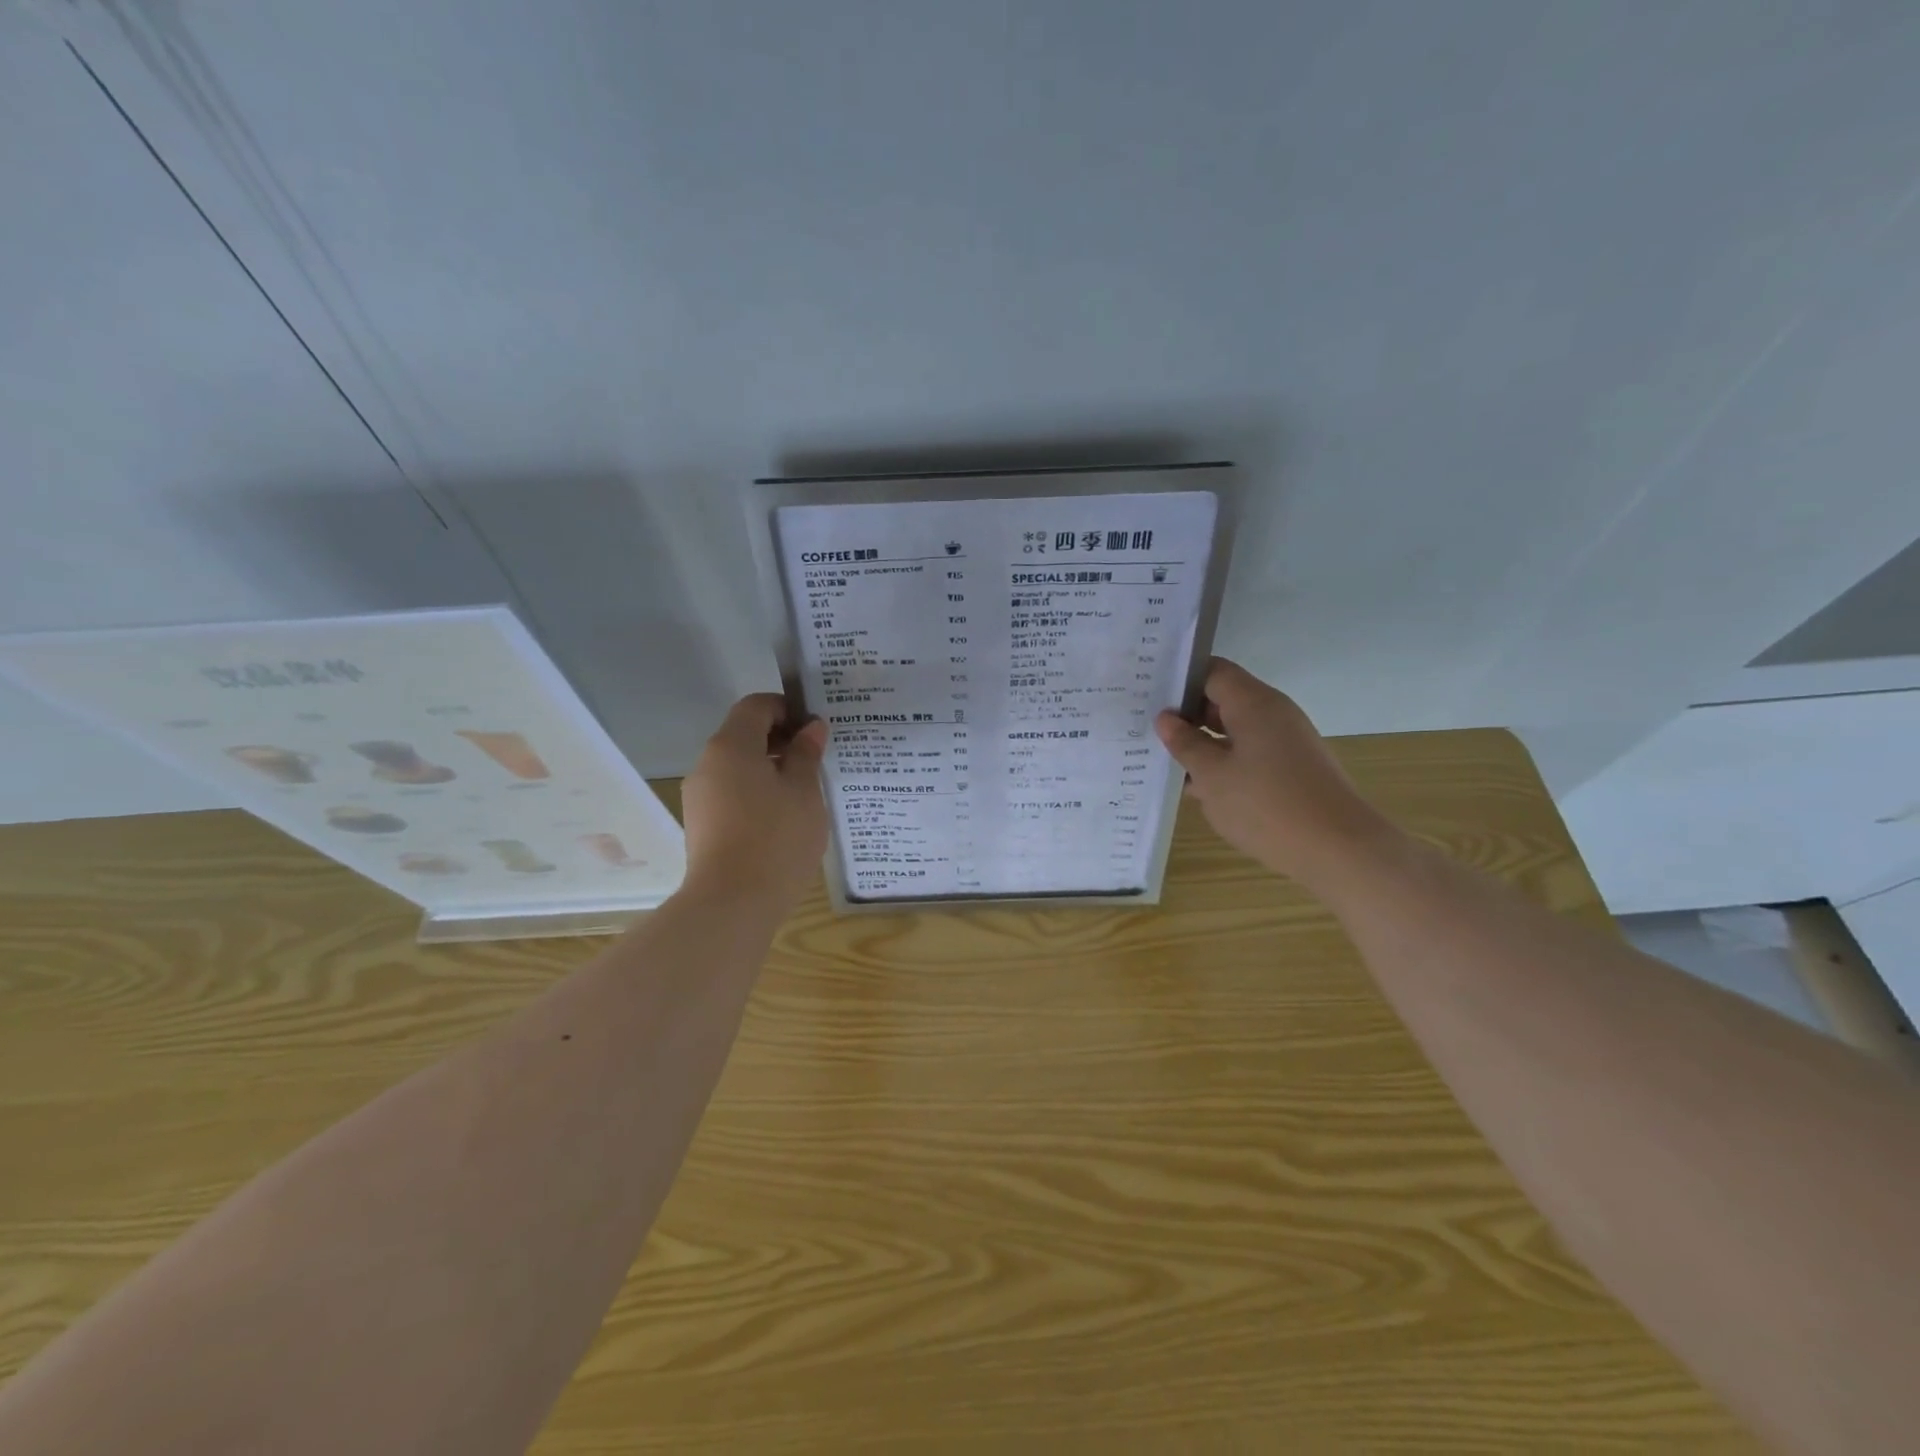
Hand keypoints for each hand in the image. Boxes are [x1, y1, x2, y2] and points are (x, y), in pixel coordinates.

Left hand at [679, 694, 828, 912]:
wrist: (732, 903)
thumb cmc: (776, 837)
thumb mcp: (804, 791)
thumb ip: (806, 754)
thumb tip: (810, 728)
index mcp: (731, 746)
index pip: (756, 706)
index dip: (787, 708)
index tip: (815, 729)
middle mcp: (707, 764)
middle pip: (743, 736)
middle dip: (780, 740)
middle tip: (816, 760)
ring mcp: (699, 797)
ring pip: (737, 768)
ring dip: (769, 770)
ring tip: (803, 793)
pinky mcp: (701, 825)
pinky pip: (731, 794)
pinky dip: (756, 794)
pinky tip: (782, 819)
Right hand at [1155, 659, 1400, 885]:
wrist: (1338, 849)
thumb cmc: (1266, 805)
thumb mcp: (1212, 776)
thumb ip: (1185, 743)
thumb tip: (1166, 719)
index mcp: (1254, 703)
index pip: (1212, 671)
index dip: (1179, 679)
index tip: (1148, 693)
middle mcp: (1273, 714)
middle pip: (1223, 699)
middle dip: (1186, 714)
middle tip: (1146, 728)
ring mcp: (1285, 742)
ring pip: (1234, 730)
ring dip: (1203, 743)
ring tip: (1164, 760)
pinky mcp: (1291, 768)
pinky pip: (1249, 753)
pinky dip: (1223, 763)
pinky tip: (1197, 787)